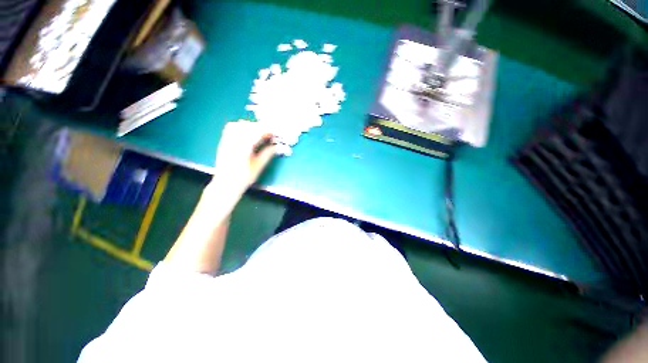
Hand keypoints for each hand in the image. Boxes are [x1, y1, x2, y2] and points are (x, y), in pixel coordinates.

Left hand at [206, 120, 276, 198]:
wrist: (226, 184)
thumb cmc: (244, 177)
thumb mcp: (259, 166)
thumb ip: (268, 153)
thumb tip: (278, 146)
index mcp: (244, 146)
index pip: (257, 132)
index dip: (268, 130)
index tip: (275, 134)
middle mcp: (234, 140)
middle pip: (249, 126)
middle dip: (261, 128)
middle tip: (270, 135)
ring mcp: (227, 140)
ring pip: (240, 125)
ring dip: (251, 126)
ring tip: (259, 134)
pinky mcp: (223, 141)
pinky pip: (231, 128)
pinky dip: (240, 127)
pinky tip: (246, 133)